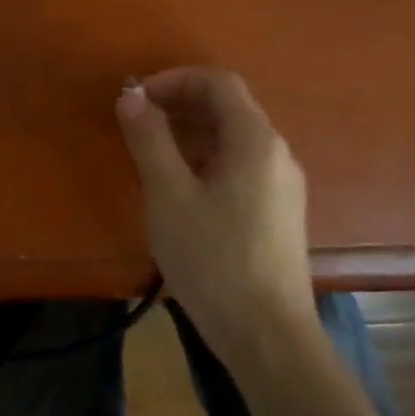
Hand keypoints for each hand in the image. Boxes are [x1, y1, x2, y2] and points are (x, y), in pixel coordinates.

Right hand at [115, 68, 317, 358]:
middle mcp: (276, 152)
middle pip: (229, 107)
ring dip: (192, 132)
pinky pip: (242, 165)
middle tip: (139, 123)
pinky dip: (208, 158)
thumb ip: (150, 139)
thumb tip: (131, 95)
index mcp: (255, 139)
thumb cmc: (213, 259)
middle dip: (181, 104)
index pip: (218, 82)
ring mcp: (283, 184)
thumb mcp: (169, 195)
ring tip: (153, 154)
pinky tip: (183, 188)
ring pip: (235, 138)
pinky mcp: (280, 211)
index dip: (175, 80)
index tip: (137, 98)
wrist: (268, 336)